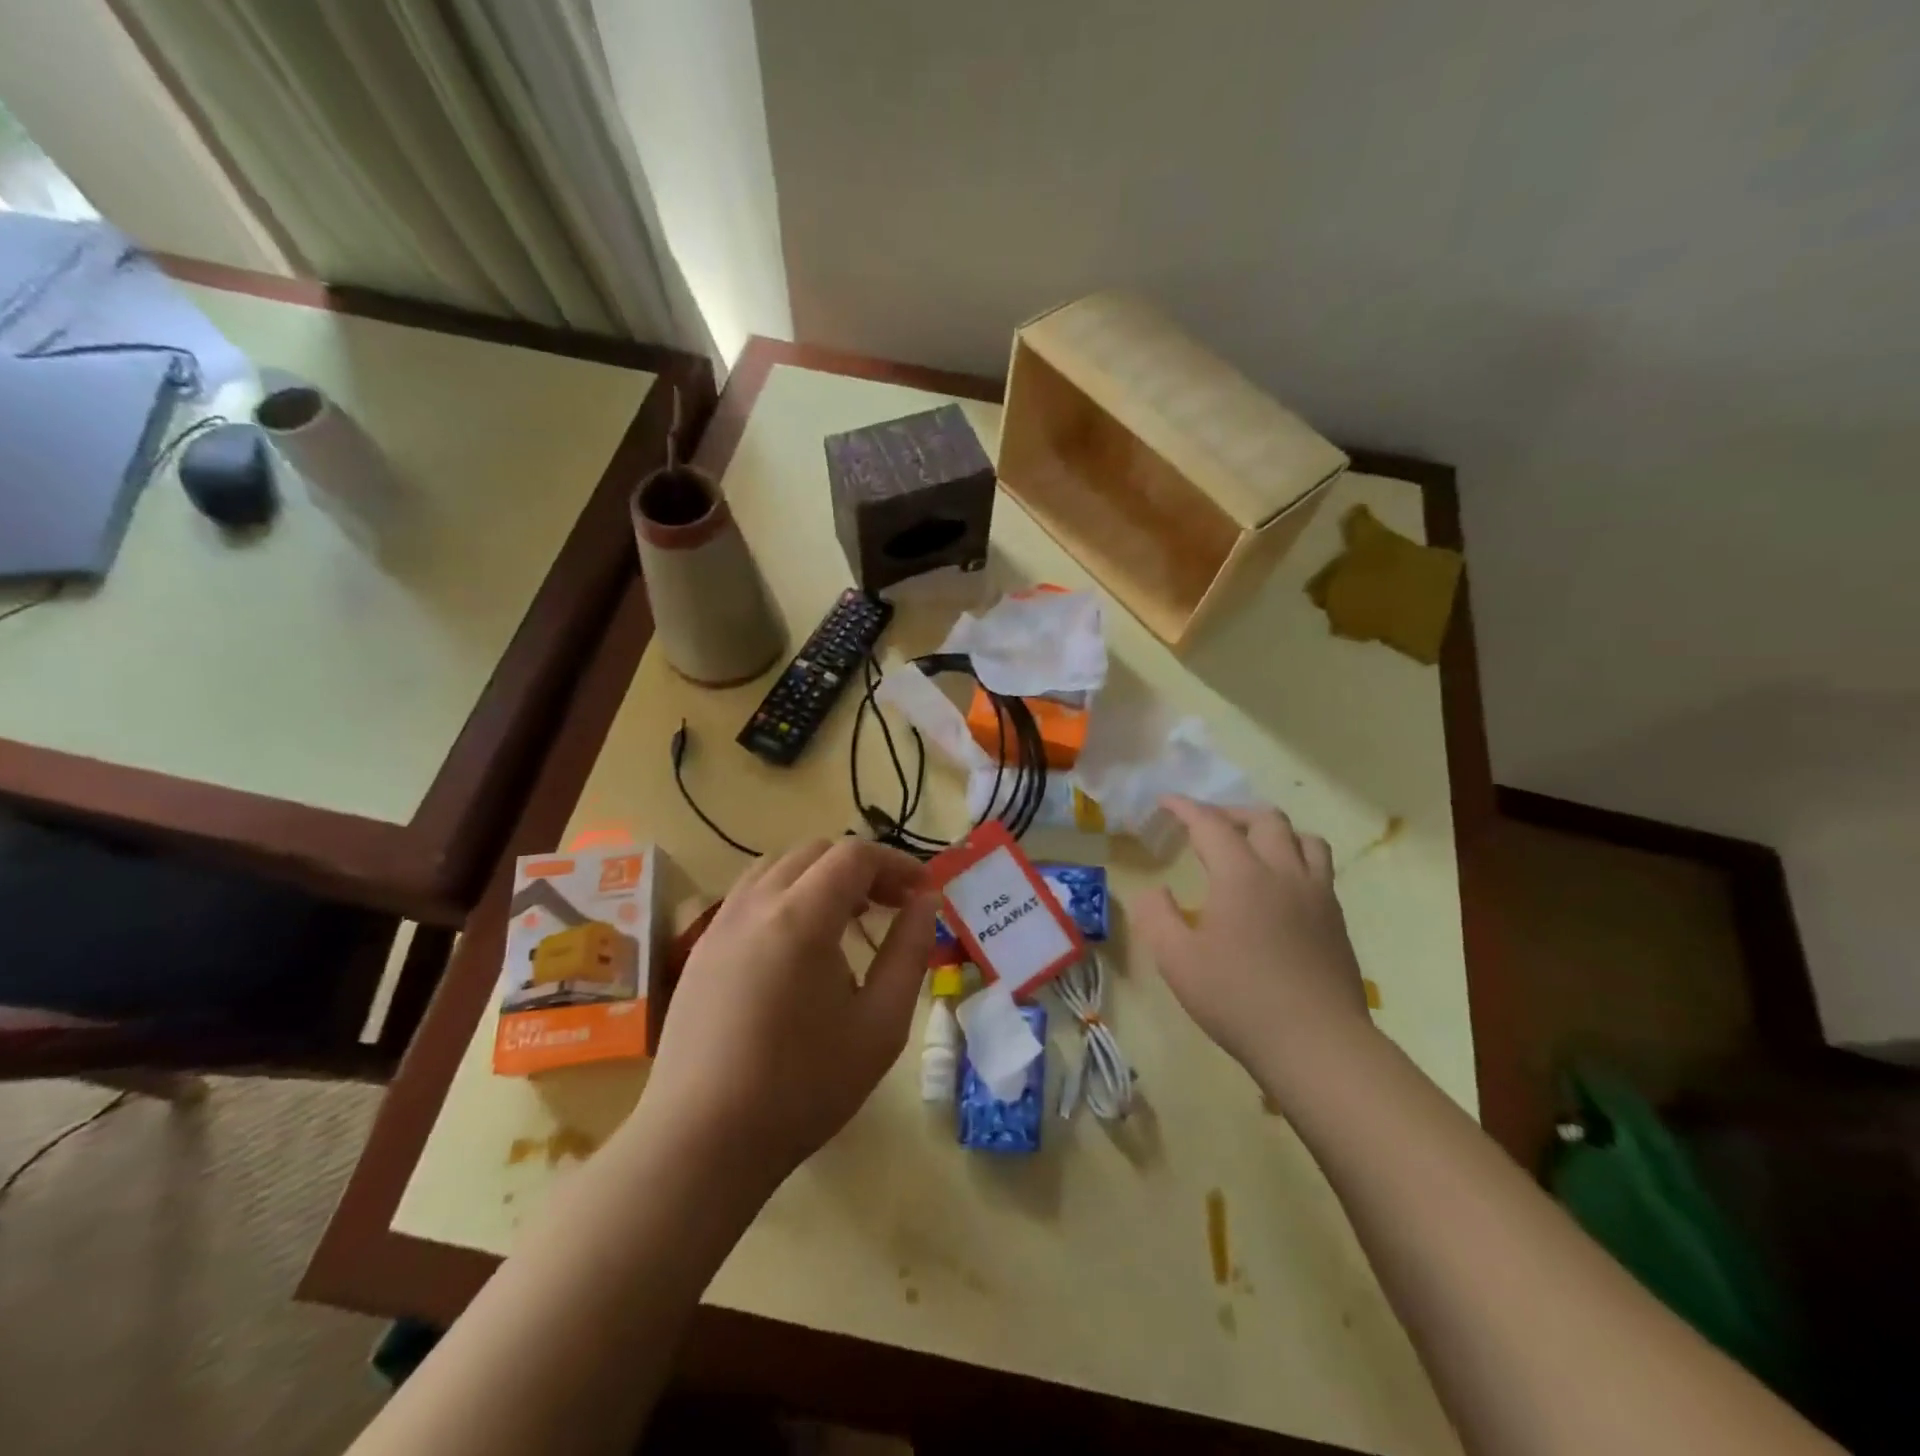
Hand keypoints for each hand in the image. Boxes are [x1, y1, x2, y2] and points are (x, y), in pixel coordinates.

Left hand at [638, 839, 937, 1191]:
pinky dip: (787, 896)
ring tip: (849, 920)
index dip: (896, 863)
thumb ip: (909, 952)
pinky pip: (751, 895)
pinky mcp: (701, 949)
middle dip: (862, 867)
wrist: (701, 1143)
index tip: (924, 892)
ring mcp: (720, 924)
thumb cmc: (803, 1087)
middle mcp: (755, 905)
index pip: (854, 855)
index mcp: (800, 917)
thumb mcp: (880, 1024)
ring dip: (821, 878)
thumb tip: (926, 902)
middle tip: (893, 905)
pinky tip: (800, 946)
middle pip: (816, 852)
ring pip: (778, 867)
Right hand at [1134, 797, 1372, 1095]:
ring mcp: (1317, 894)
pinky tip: (1280, 887)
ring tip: (1252, 846)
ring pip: (1303, 838)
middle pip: (1265, 819)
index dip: (1185, 807)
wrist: (1316, 1043)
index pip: (1211, 824)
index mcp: (1241, 875)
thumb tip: (1155, 891)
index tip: (1166, 801)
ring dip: (1273, 831)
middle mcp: (1283, 872)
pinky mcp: (1336, 919)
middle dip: (1231, 813)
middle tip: (1208, 826)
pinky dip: (1295, 858)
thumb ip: (1156, 916)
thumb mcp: (1176, 961)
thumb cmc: (1237, 998)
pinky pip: (1319, 868)